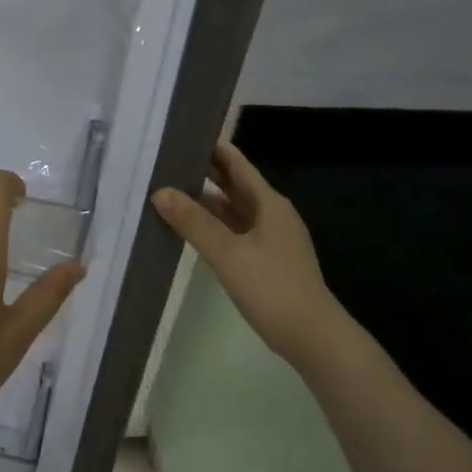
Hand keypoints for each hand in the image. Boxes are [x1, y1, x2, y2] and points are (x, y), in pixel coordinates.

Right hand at [152, 141, 347, 370]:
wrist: (311, 335)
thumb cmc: (271, 287)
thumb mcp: (228, 252)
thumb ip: (194, 222)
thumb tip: (160, 192)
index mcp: (268, 202)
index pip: (235, 163)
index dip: (210, 147)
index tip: (180, 135)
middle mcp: (270, 213)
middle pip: (233, 184)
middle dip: (202, 172)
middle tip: (164, 162)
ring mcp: (269, 237)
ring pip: (231, 209)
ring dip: (204, 201)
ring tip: (167, 192)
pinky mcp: (264, 259)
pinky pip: (233, 231)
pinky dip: (211, 225)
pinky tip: (189, 229)